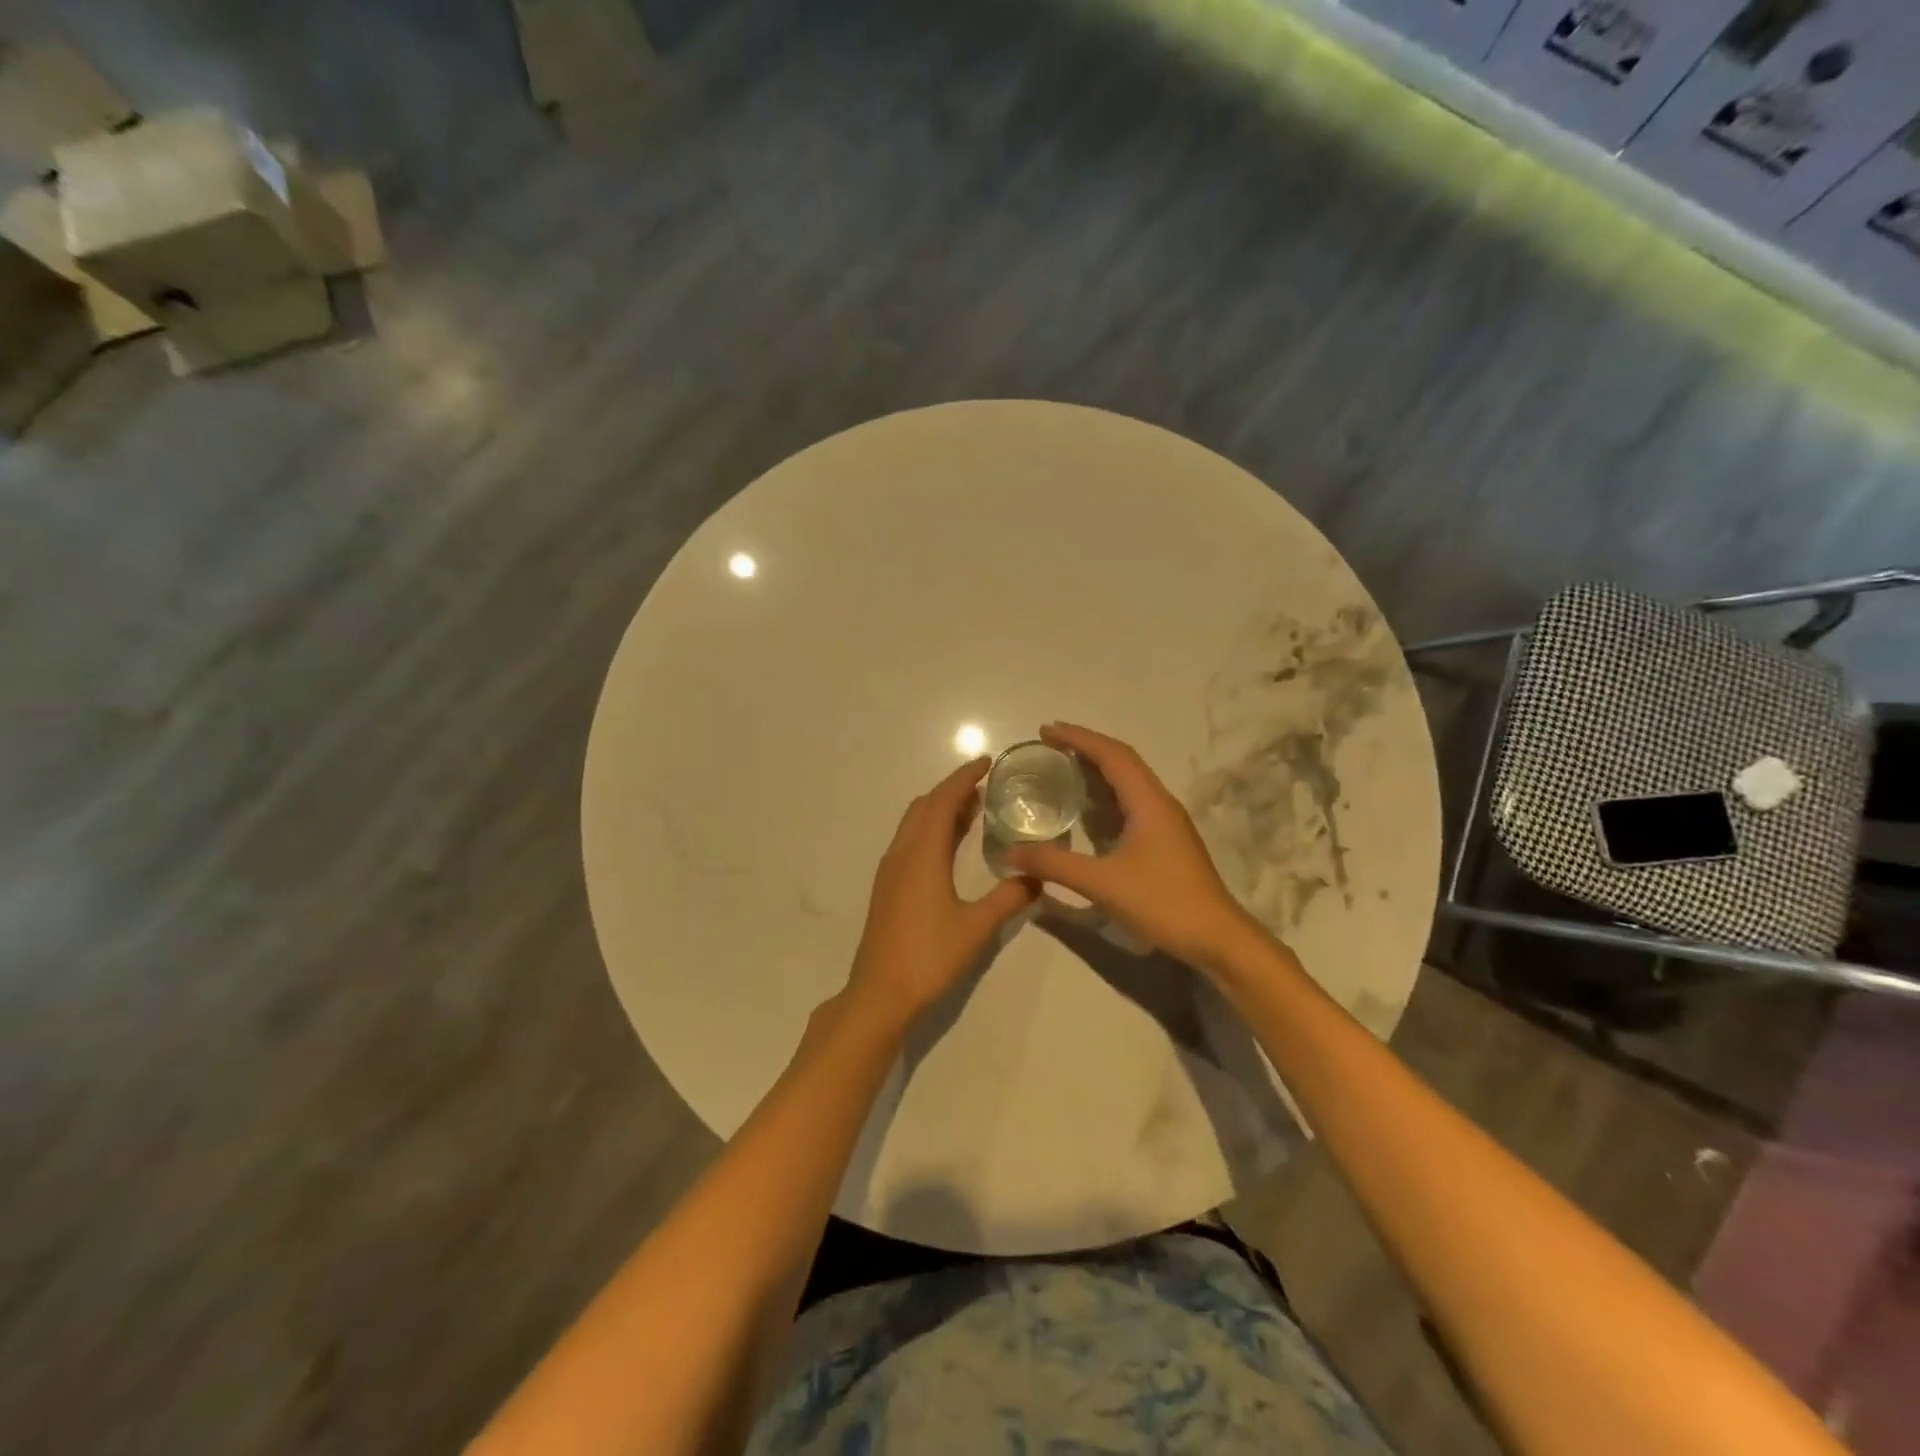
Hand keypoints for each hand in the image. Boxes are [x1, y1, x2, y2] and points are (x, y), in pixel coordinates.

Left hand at [845, 757, 1040, 1026]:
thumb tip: (1037, 877)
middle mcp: (902, 854)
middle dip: (952, 790)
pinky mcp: (887, 888)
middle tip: (984, 788)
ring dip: (939, 810)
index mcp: (922, 854)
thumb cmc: (929, 957)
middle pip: (924, 806)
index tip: (985, 762)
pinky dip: (930, 830)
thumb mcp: (977, 928)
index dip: (963, 778)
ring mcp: (890, 871)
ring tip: (973, 811)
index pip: (943, 801)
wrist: (880, 994)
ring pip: (913, 824)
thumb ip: (1008, 898)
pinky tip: (949, 848)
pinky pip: (909, 841)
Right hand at [1006, 722, 1263, 972]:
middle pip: (1122, 760)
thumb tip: (1011, 852)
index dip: (1078, 738)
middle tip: (1049, 743)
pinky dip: (1107, 793)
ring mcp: (1167, 822)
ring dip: (1098, 767)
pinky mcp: (1167, 840)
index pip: (1112, 755)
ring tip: (1064, 766)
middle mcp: (1160, 803)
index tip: (1046, 730)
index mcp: (1148, 802)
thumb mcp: (1102, 883)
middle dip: (1086, 746)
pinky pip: (1132, 801)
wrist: (1217, 938)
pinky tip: (1089, 808)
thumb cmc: (1163, 903)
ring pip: (1130, 781)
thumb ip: (1055, 865)